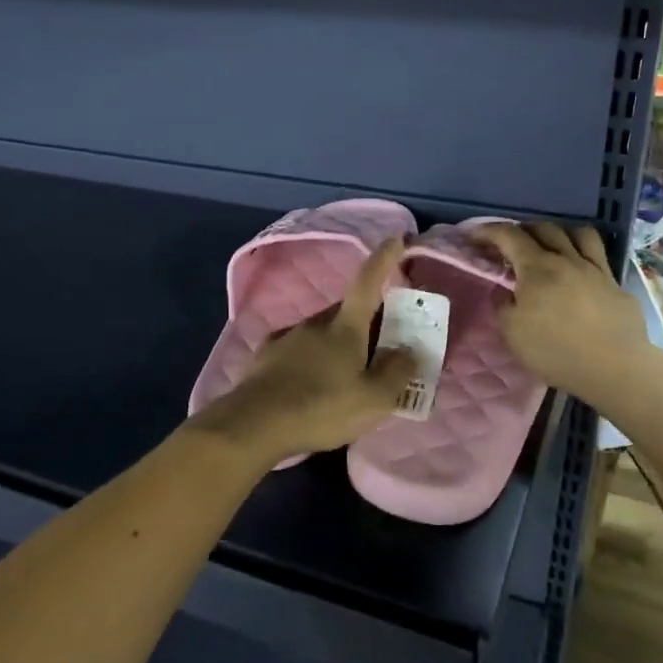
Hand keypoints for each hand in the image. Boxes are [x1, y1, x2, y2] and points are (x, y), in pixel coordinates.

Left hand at [189, 240, 417, 469]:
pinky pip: (297, 349)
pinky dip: (310, 358)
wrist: (254, 424)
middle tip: (379, 343)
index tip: (396, 238)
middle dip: (364, 319)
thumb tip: (408, 351)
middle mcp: (314, 323)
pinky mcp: (264, 356)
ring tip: (345, 374)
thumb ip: (396, 373)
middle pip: (346, 311)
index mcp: (344, 327)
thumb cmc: (321, 408)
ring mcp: (286, 337)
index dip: (384, 259)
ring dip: (336, 343)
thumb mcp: (373, 400)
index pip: (368, 282)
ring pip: (320, 331)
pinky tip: (309, 382)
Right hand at [477, 223, 659, 408]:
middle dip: (522, 230)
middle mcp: (567, 259)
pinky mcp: (615, 283)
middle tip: (510, 244)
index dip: (488, 231)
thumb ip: (503, 306)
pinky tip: (578, 269)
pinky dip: (583, 252)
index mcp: (537, 268)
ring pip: (577, 233)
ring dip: (558, 233)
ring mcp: (595, 269)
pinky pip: (598, 254)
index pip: (509, 236)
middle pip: (543, 228)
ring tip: (549, 245)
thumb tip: (505, 292)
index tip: (474, 236)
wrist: (614, 367)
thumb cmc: (555, 351)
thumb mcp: (512, 333)